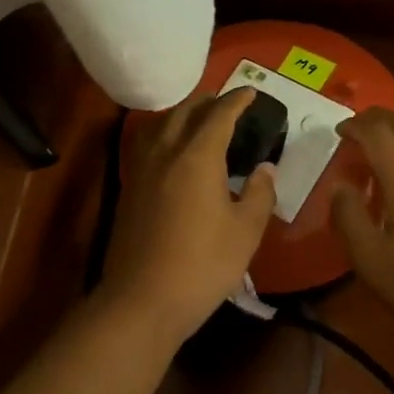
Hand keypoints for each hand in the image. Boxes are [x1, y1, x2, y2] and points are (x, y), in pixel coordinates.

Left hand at [97, 88, 277, 342]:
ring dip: (181, 115)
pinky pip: (147, 146)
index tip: (250, 92)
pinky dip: (164, 135)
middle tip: (226, 102)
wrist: (143, 300)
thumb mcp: (245, 232)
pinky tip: (172, 152)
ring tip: (197, 119)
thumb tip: (265, 170)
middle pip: (184, 113)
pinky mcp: (129, 191)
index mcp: (197, 158)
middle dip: (207, 102)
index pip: (218, 116)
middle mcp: (165, 155)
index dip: (236, 101)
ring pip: (159, 126)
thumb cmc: (203, 265)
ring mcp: (141, 172)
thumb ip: (259, 194)